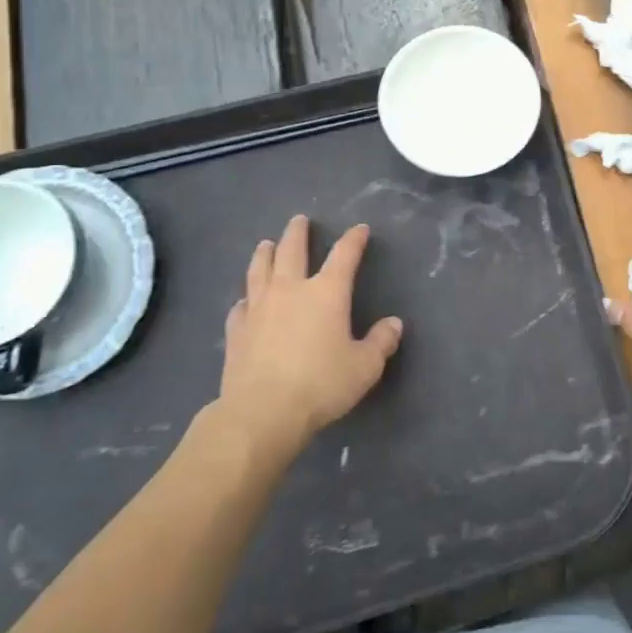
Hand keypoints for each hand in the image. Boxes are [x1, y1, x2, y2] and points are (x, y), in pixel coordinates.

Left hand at [215, 215, 401, 458]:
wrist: (262, 412)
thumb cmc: (321, 385)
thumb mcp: (364, 367)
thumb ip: (381, 342)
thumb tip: (394, 324)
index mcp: (326, 293)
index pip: (343, 255)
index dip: (353, 239)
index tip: (359, 229)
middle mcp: (290, 290)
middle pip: (292, 250)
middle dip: (298, 233)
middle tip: (299, 220)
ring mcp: (259, 307)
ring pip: (260, 269)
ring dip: (265, 253)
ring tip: (266, 244)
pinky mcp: (236, 330)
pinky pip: (240, 305)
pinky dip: (246, 298)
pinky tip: (245, 300)